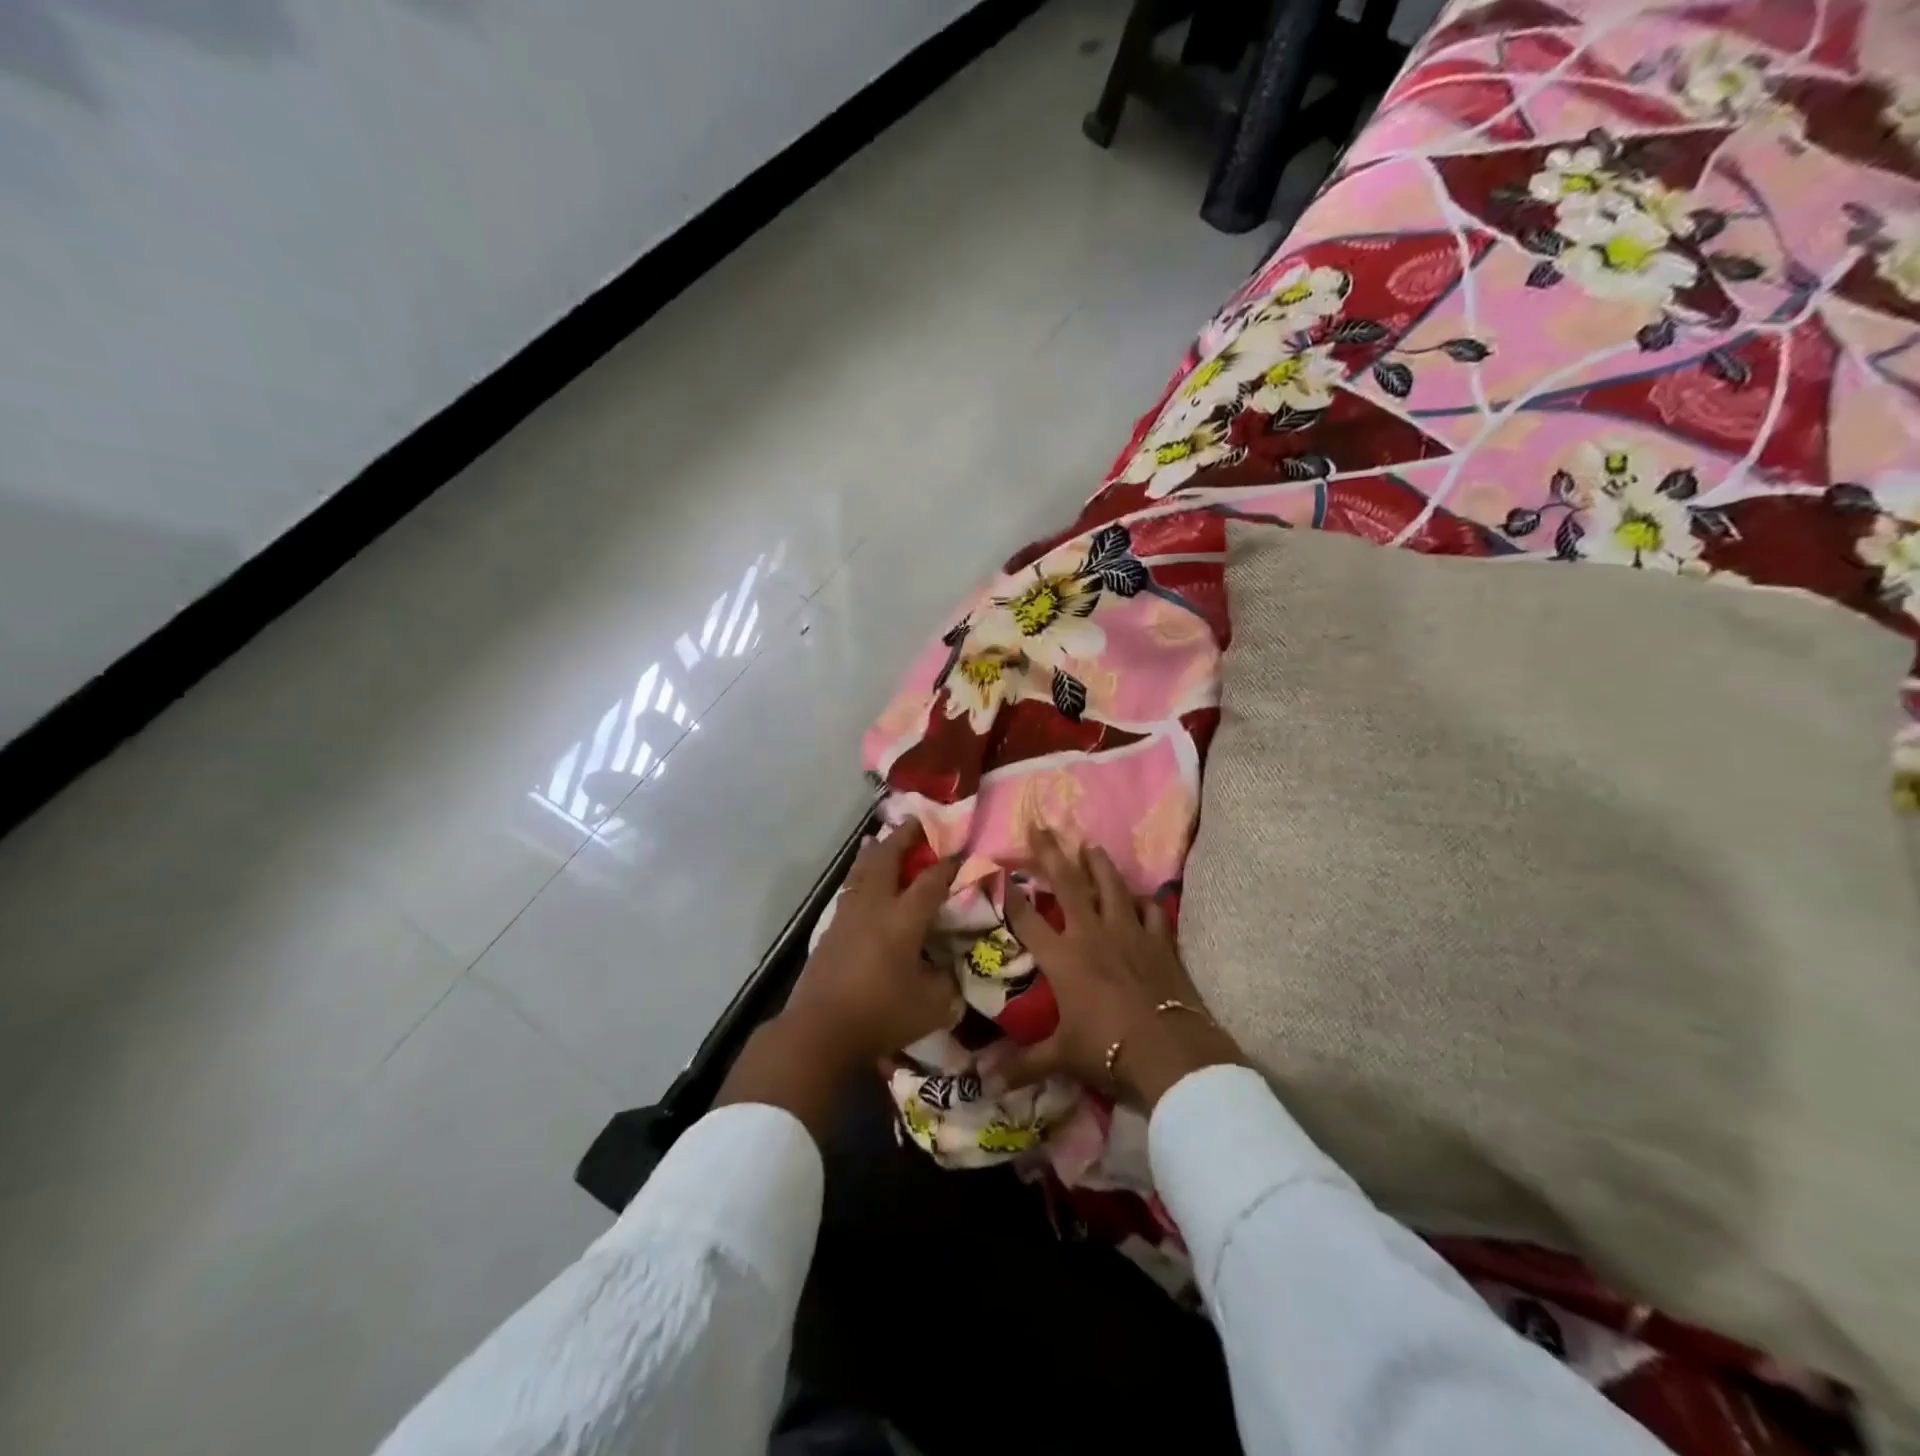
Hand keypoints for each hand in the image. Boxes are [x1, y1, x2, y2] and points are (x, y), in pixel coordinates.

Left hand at [777, 818, 962, 1070]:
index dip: (948, 864)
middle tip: (916, 822)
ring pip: (862, 870)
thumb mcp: (933, 1006)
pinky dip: (859, 874)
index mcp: (903, 919)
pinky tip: (861, 881)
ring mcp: (847, 915)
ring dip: (875, 851)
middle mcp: (875, 906)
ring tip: (880, 839)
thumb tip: (952, 968)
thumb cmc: (881, 1015)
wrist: (819, 1030)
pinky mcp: (830, 930)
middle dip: (903, 838)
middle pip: (887, 859)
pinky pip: (849, 889)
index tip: (962, 852)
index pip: (931, 881)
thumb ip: (948, 982)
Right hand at [995, 829, 1242, 1111]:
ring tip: (1090, 845)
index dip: (1010, 894)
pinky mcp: (1160, 942)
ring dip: (1099, 864)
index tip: (998, 869)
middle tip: (1041, 825)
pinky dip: (1147, 902)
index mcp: (1064, 958)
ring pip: (1112, 887)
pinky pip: (1153, 912)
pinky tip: (1144, 896)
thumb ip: (1024, 1065)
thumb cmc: (1109, 1050)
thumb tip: (984, 1083)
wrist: (1171, 1053)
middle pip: (1069, 885)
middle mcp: (1093, 934)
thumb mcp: (1062, 1057)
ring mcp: (1130, 933)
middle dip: (1051, 853)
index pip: (1028, 919)